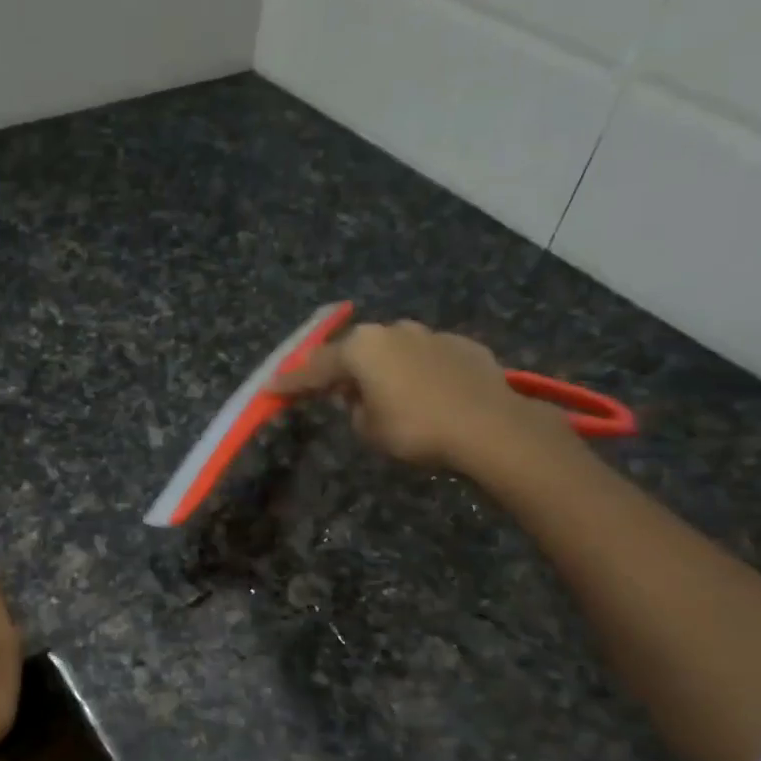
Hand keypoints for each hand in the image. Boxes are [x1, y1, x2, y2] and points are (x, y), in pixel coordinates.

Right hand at [272, 320, 579, 488]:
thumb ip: (353, 409)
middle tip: (330, 391)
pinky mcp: (462, 346)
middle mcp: (393, 331)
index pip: (315, 367)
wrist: (489, 427)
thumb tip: (359, 398)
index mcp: (362, 349)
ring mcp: (431, 334)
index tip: (271, 387)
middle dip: (341, 370)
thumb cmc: (416, 429)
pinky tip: (426, 395)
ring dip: (382, 369)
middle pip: (355, 351)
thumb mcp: (368, 430)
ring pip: (393, 351)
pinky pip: (427, 358)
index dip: (291, 381)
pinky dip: (417, 373)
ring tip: (384, 394)